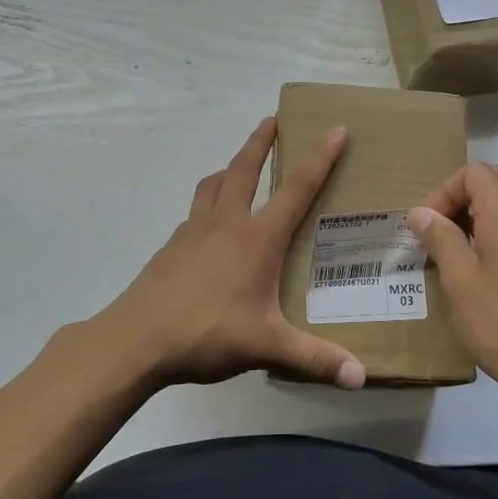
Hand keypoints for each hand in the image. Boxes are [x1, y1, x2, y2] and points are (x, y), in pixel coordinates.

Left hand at [97, 117, 366, 390]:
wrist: (136, 339)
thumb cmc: (208, 332)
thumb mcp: (267, 346)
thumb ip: (315, 359)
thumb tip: (361, 379)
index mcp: (257, 238)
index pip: (297, 188)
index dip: (319, 157)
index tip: (336, 128)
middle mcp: (226, 223)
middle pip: (244, 168)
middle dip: (260, 141)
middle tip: (270, 120)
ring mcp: (193, 231)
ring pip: (212, 184)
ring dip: (228, 167)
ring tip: (236, 166)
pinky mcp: (171, 246)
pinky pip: (194, 213)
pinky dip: (207, 204)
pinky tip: (208, 225)